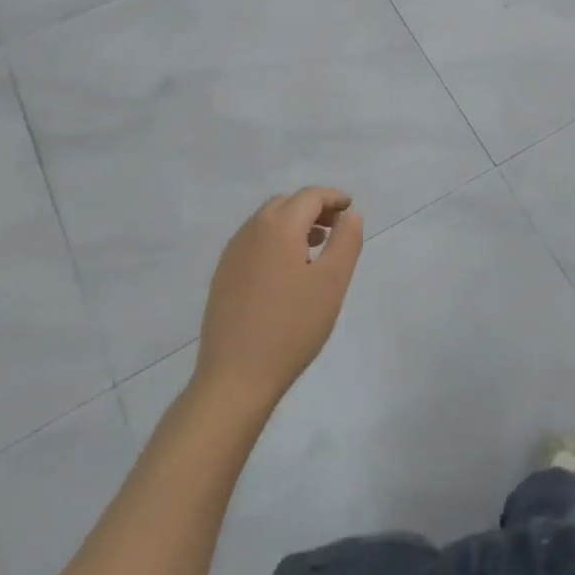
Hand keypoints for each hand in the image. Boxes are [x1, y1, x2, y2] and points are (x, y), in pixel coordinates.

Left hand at [192, 187, 361, 417]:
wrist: (236, 378)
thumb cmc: (292, 327)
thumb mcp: (332, 282)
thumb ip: (346, 241)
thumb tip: (351, 214)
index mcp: (279, 227)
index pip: (310, 196)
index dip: (333, 197)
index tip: (351, 209)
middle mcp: (251, 231)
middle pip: (286, 203)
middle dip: (313, 207)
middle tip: (336, 227)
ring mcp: (232, 254)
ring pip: (266, 222)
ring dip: (293, 223)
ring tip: (315, 247)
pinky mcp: (222, 276)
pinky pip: (253, 242)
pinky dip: (274, 240)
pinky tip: (286, 270)